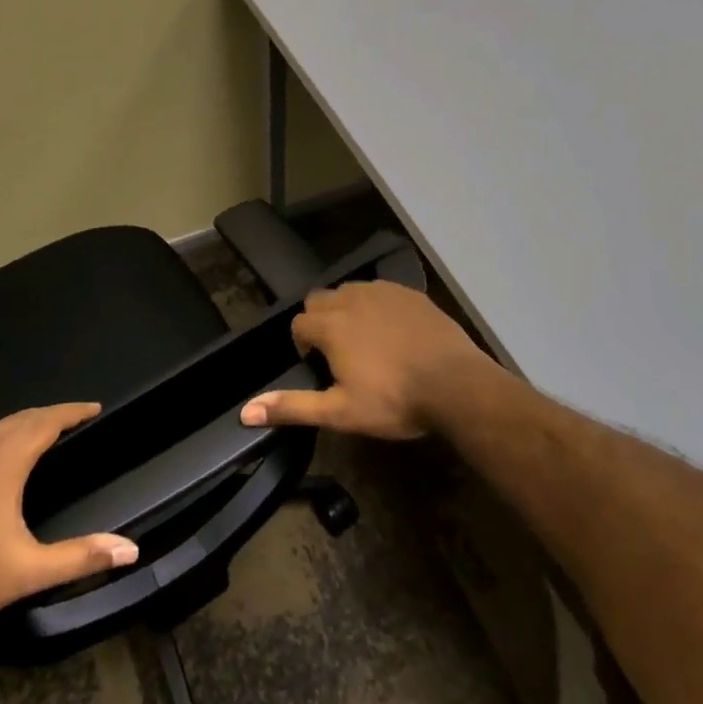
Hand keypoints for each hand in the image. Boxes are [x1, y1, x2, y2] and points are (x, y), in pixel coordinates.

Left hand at [0, 402, 138, 632]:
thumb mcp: (27, 571)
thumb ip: (80, 556)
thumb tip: (131, 550)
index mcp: (5, 459)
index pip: (48, 420)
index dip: (73, 412)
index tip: (94, 408)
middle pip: (18, 420)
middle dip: (46, 418)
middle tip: (67, 423)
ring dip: (11, 434)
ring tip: (27, 446)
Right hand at [239, 280, 496, 439]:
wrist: (457, 385)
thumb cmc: (394, 401)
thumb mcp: (341, 412)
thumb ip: (293, 407)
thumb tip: (245, 412)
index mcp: (331, 325)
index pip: (299, 323)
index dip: (303, 344)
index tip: (318, 366)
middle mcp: (352, 299)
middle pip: (320, 299)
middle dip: (321, 320)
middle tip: (338, 352)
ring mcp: (384, 292)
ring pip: (351, 291)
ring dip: (348, 309)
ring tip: (365, 340)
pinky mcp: (411, 293)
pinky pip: (382, 291)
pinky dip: (378, 306)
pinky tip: (394, 331)